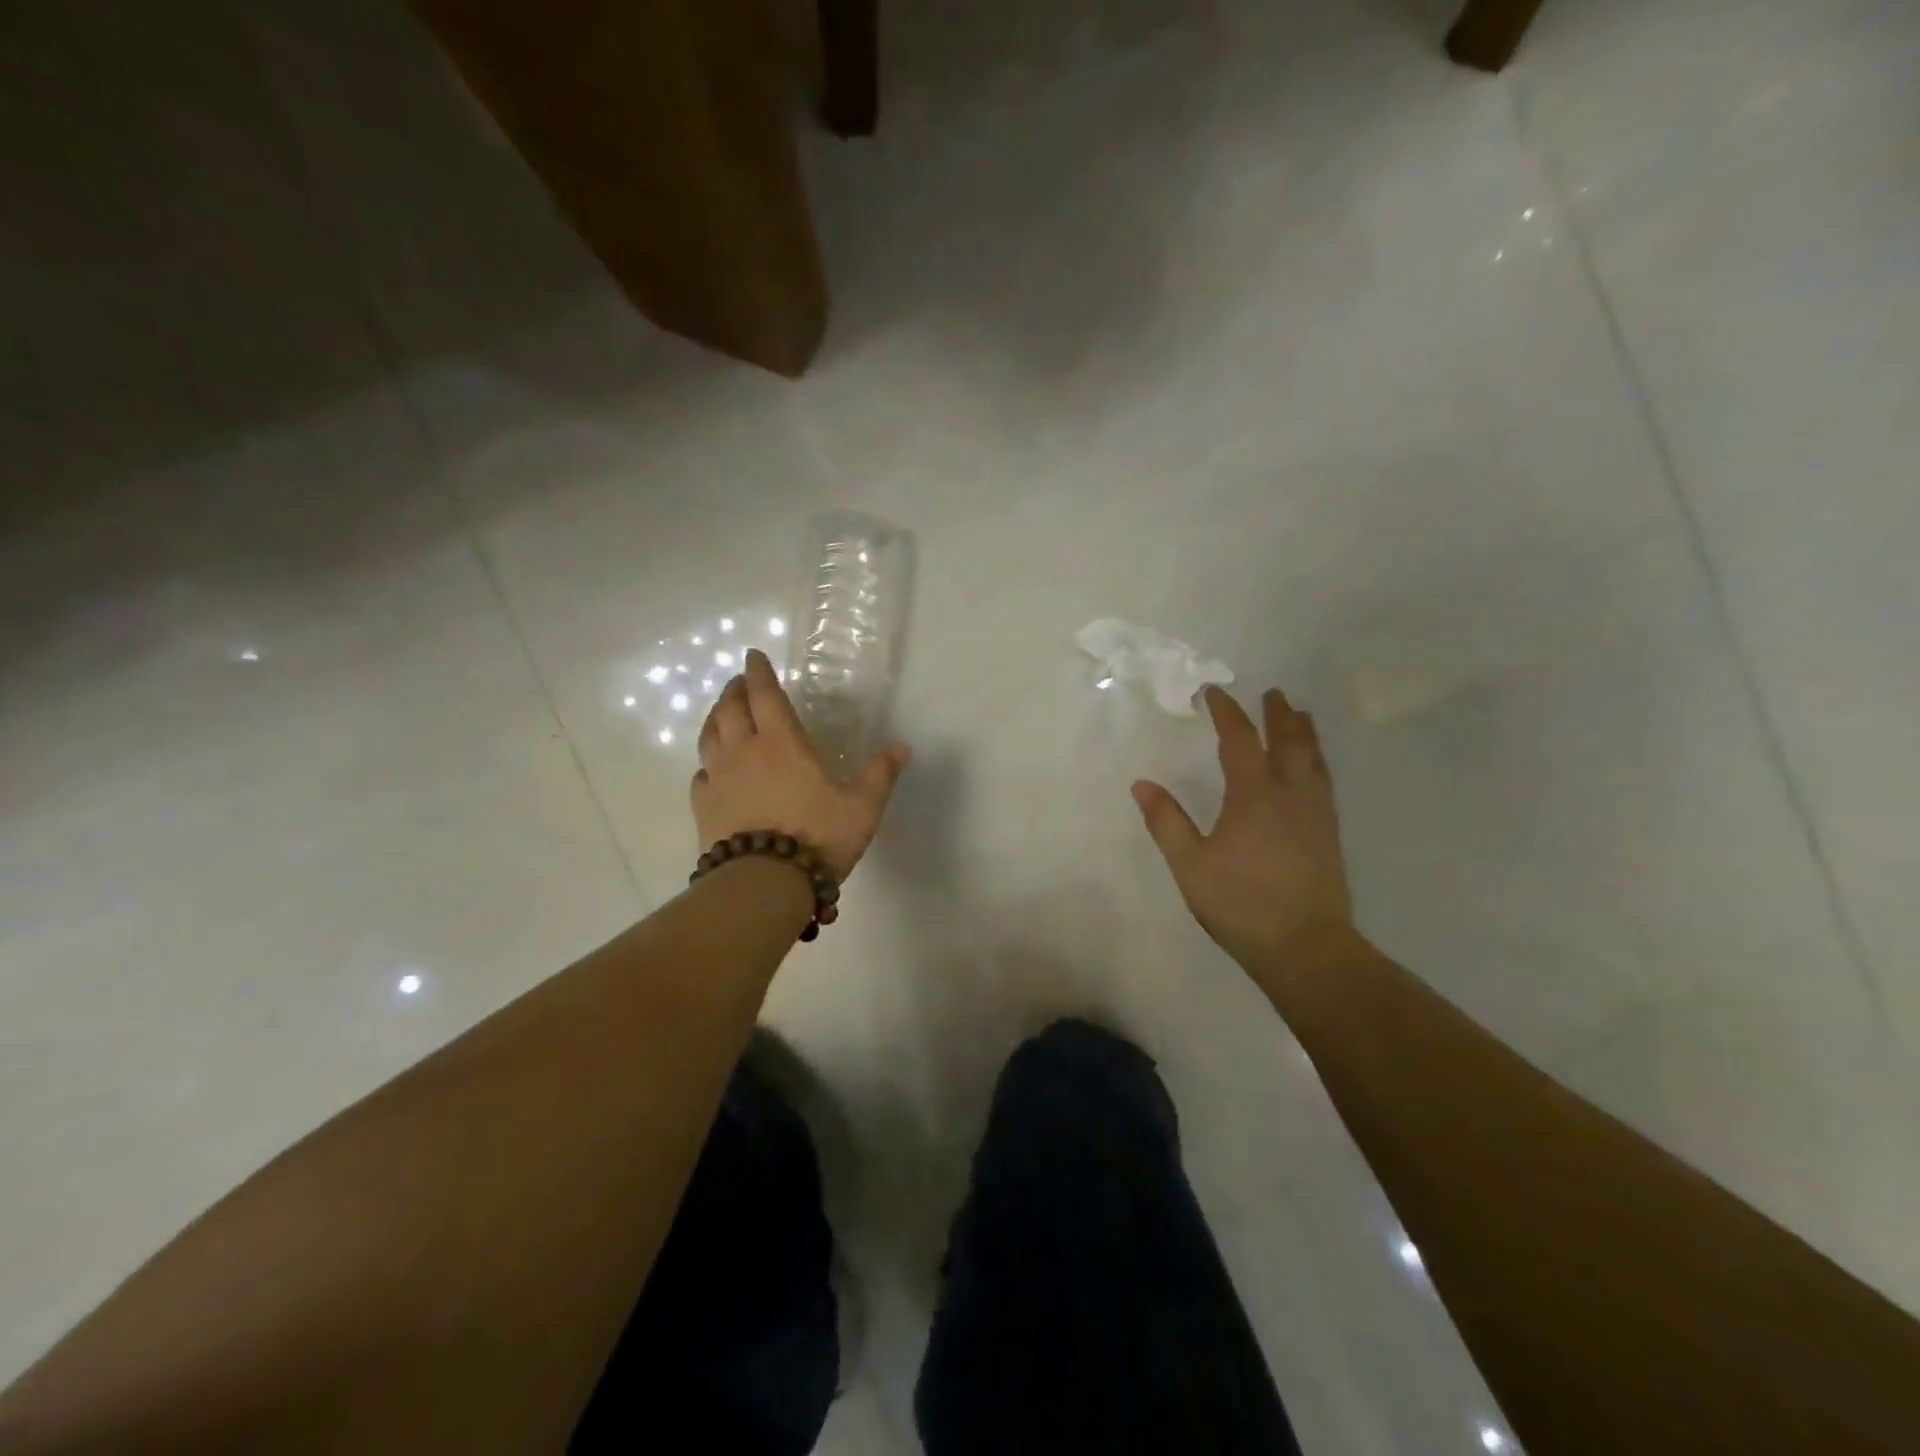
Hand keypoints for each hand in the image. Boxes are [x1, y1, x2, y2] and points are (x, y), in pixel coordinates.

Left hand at [692, 649, 910, 880]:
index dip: (758, 672)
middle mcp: (744, 751)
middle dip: (734, 690)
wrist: (765, 882)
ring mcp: (719, 779)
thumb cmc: (818, 836)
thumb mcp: (862, 806)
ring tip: (722, 714)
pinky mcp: (703, 807)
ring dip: (715, 718)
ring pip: (709, 736)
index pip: (764, 694)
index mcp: (781, 742)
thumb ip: (881, 774)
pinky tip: (711, 769)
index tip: (753, 656)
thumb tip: (902, 747)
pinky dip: (707, 763)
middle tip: (739, 682)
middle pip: (730, 709)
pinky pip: (700, 774)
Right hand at [1132, 686, 1354, 975]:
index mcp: (1253, 795)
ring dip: (1303, 733)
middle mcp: (1289, 795)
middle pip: (1287, 742)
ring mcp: (1315, 814)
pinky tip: (1313, 769)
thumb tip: (1141, 784)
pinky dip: (1316, 760)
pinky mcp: (1329, 834)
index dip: (1227, 713)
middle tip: (1272, 693)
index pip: (1239, 740)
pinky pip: (1324, 781)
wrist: (1305, 947)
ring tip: (1300, 716)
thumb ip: (1166, 822)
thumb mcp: (1190, 864)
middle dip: (1277, 714)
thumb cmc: (1240, 903)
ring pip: (1313, 759)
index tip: (1214, 692)